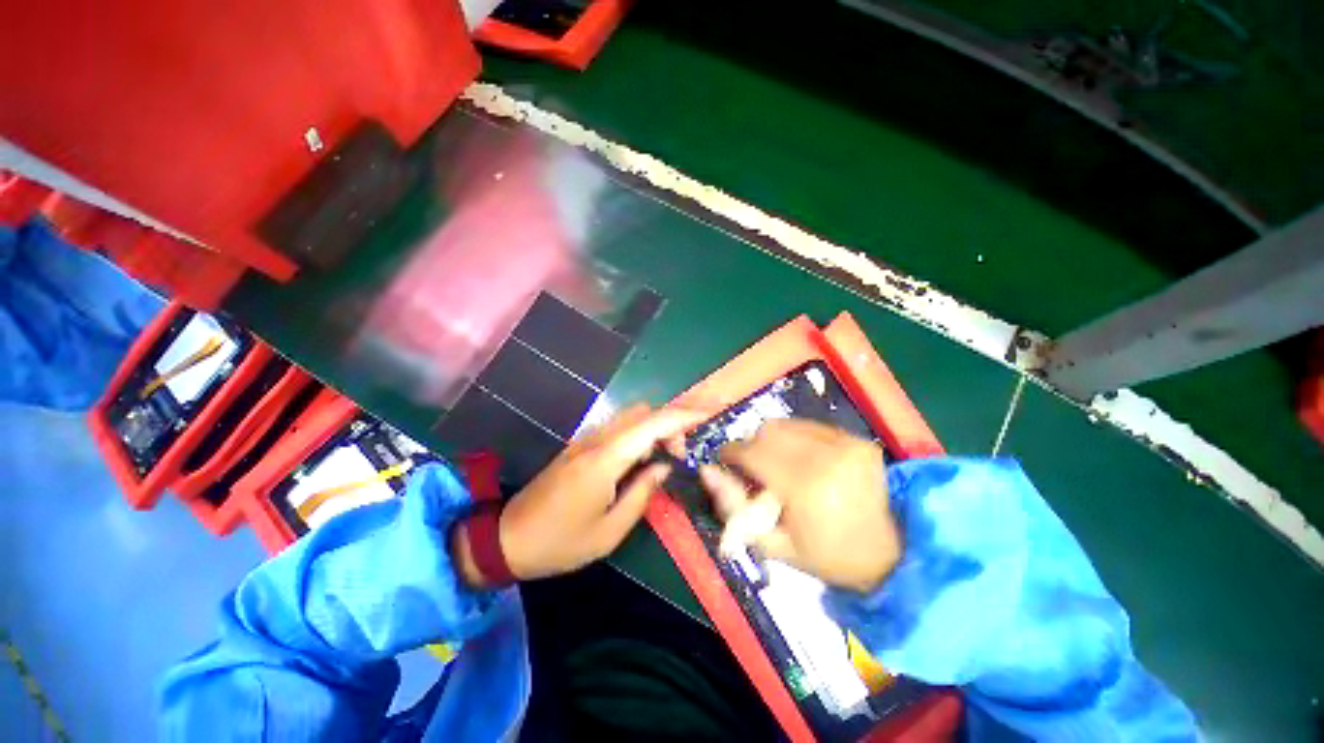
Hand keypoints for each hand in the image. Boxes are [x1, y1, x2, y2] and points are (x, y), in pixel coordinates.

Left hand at [488, 404, 705, 581]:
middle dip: (670, 424)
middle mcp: (597, 440)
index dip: (684, 415)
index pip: (653, 424)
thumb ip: (642, 494)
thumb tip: (662, 468)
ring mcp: (586, 439)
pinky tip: (640, 461)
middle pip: (643, 412)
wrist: (508, 538)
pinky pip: (618, 428)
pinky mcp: (580, 445)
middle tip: (680, 454)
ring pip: (630, 417)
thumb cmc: (560, 542)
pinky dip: (638, 435)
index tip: (709, 412)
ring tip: (664, 458)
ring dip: (654, 428)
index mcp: (605, 460)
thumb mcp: (609, 531)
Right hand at [700, 419, 900, 592]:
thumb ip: (733, 507)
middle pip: (767, 431)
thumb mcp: (773, 544)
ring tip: (778, 464)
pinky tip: (802, 460)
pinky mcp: (857, 439)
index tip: (726, 461)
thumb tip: (706, 471)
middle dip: (752, 447)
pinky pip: (809, 426)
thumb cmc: (826, 556)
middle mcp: (826, 457)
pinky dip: (796, 439)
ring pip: (786, 424)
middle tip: (754, 469)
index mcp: (805, 488)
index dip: (731, 453)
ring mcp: (846, 444)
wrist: (891, 553)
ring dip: (772, 440)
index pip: (752, 452)